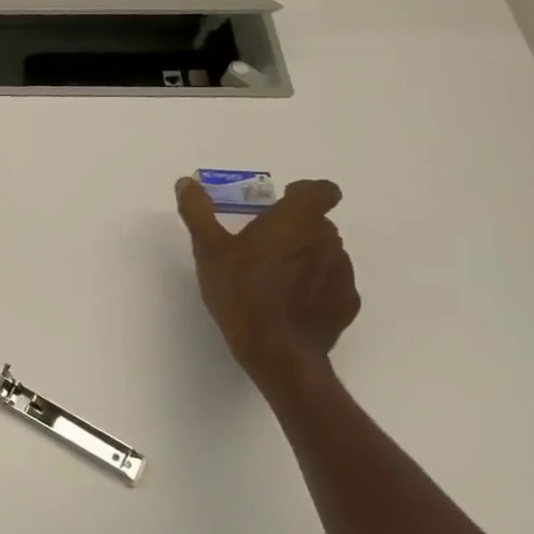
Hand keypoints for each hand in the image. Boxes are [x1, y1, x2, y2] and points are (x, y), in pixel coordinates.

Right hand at [176, 177, 360, 385]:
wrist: (277, 351)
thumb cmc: (240, 291)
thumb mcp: (208, 249)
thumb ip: (198, 212)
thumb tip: (186, 182)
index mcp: (296, 220)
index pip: (321, 190)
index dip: (304, 192)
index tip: (282, 202)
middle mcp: (326, 240)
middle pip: (317, 222)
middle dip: (294, 227)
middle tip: (263, 245)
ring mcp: (342, 272)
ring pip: (325, 252)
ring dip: (305, 255)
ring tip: (274, 277)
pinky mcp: (347, 302)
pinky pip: (332, 283)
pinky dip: (315, 285)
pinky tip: (289, 303)